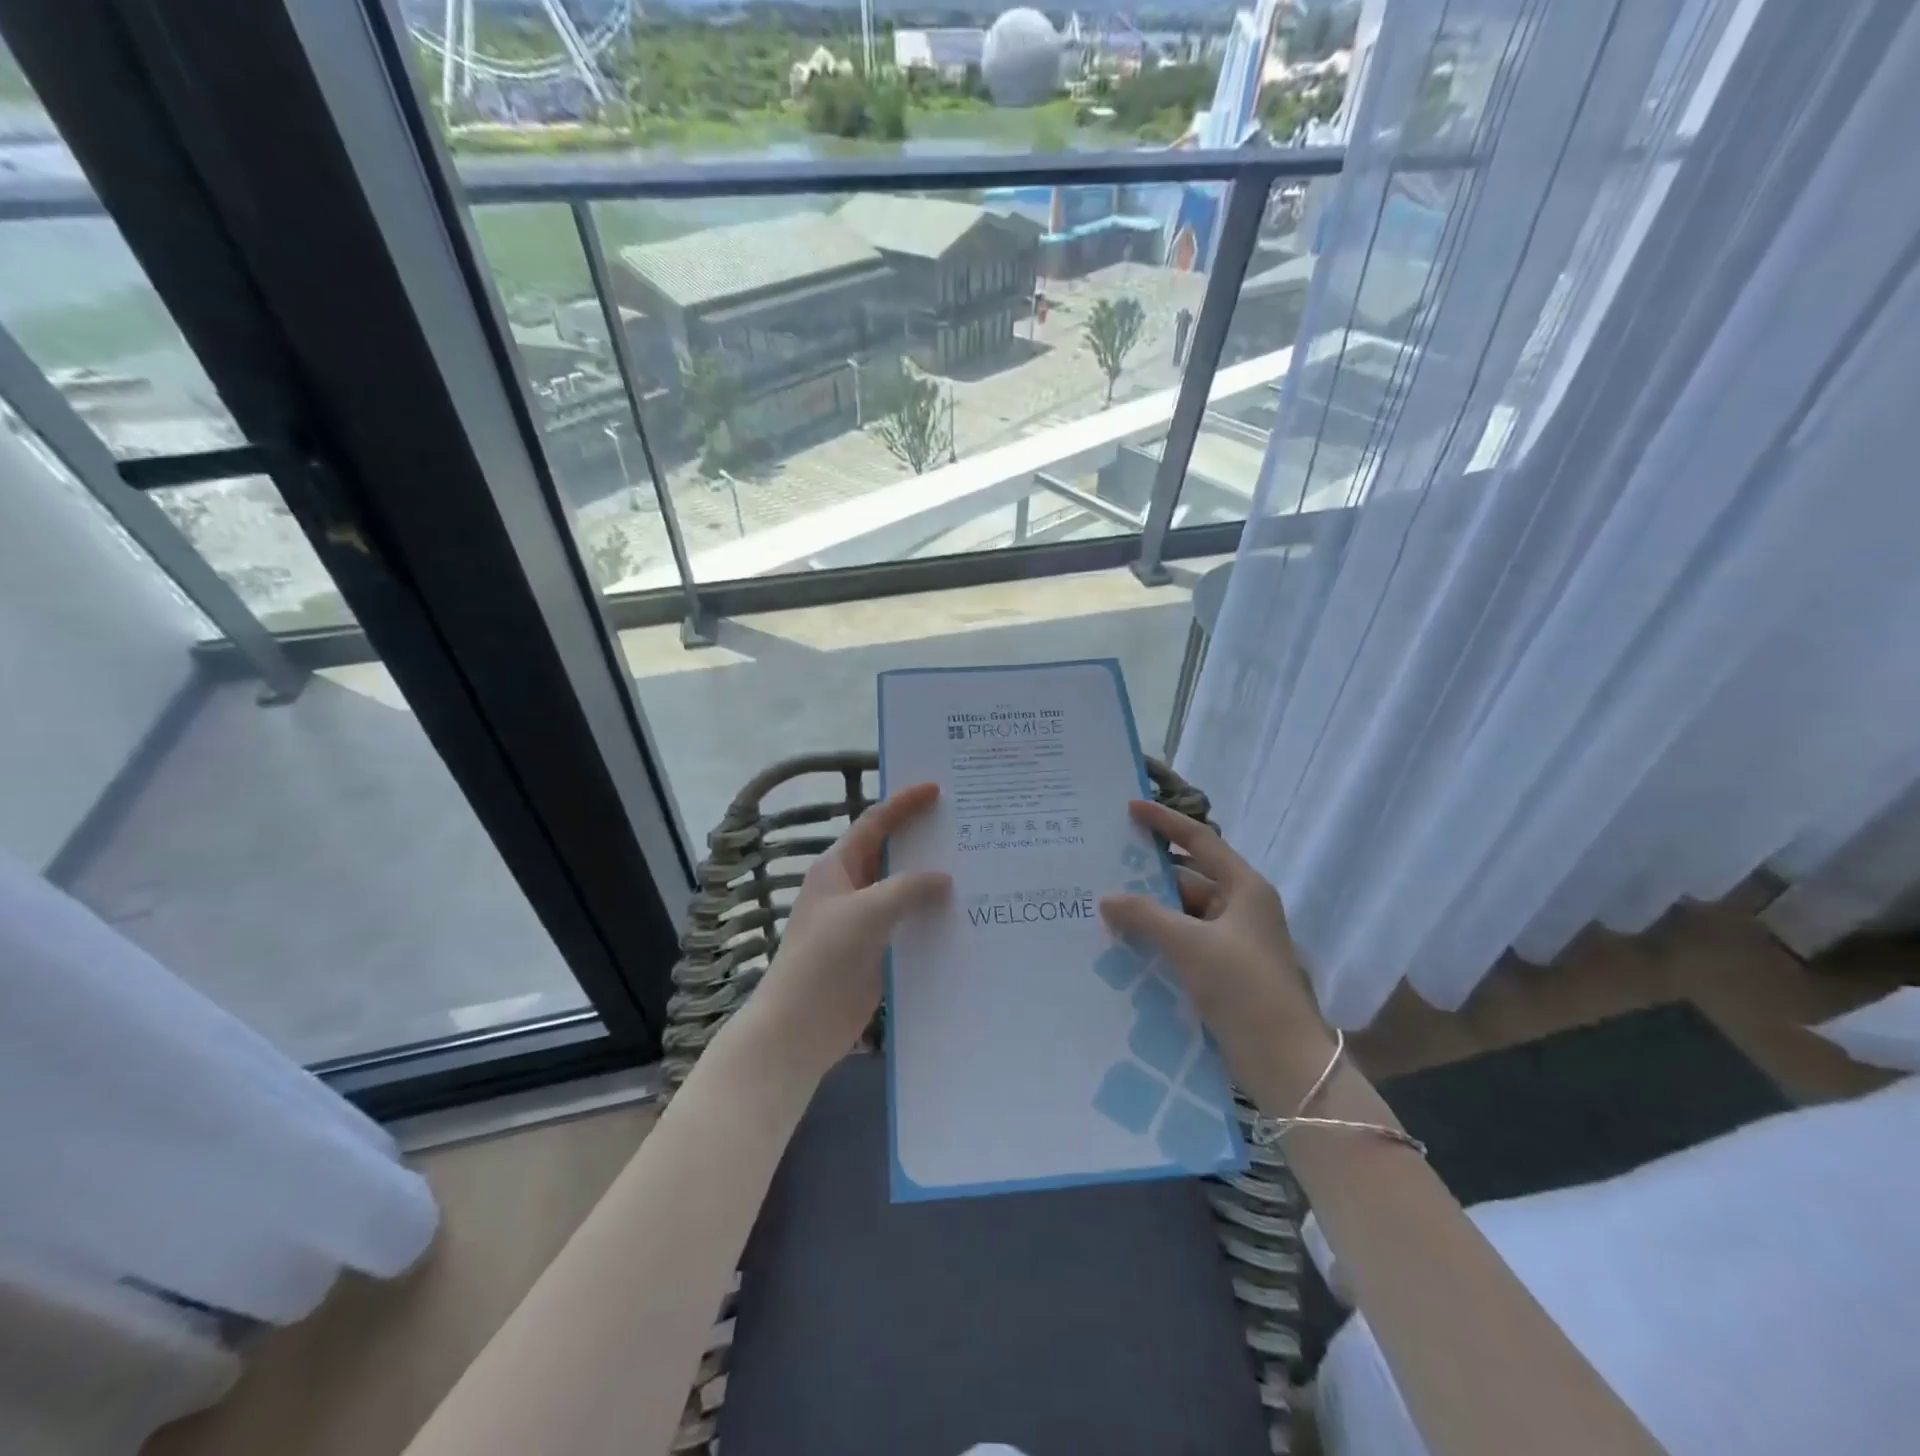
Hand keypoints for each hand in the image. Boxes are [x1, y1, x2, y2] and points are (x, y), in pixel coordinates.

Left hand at [740, 783, 950, 1084]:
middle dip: (923, 840)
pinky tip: (963, 916)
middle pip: (891, 854)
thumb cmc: (826, 957)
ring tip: (975, 869)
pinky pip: (907, 924)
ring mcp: (862, 921)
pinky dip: (930, 917)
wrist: (799, 1026)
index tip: (936, 789)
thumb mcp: (869, 911)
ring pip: (902, 891)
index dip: (904, 804)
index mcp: (838, 867)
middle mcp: (850, 888)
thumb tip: (942, 879)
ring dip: (932, 882)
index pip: (875, 823)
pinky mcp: (875, 951)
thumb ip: (909, 887)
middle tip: (965, 827)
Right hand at [1099, 799, 1331, 1103]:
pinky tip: (1125, 944)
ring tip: (1105, 908)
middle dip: (1148, 877)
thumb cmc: (1243, 988)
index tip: (1130, 809)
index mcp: (1245, 888)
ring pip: (1183, 914)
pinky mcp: (1225, 971)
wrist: (1284, 1062)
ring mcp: (1234, 941)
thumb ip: (1145, 916)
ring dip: (1150, 913)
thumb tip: (1106, 898)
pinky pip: (1184, 942)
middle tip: (1104, 868)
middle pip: (1188, 879)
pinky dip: (1158, 940)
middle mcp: (1241, 907)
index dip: (1164, 822)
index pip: (1200, 840)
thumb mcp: (1189, 945)